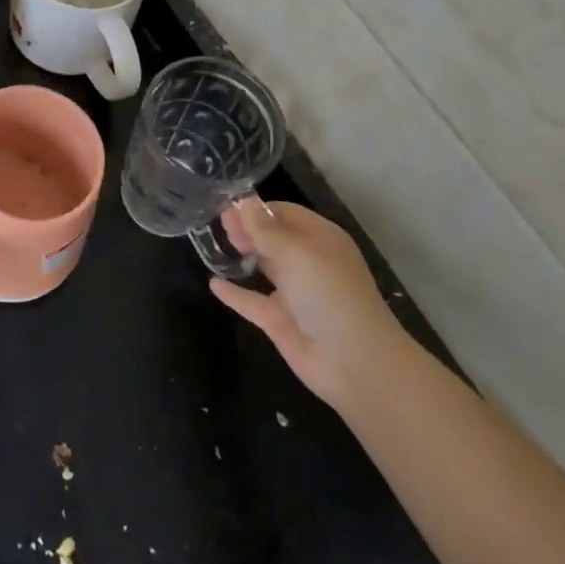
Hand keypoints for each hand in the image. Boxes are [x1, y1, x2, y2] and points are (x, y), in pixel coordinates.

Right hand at [210, 200, 404, 407]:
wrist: (353, 362)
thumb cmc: (328, 294)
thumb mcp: (296, 252)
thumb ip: (264, 229)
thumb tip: (243, 202)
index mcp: (319, 239)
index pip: (285, 213)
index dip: (256, 209)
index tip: (225, 208)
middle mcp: (307, 262)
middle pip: (272, 237)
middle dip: (247, 228)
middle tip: (219, 225)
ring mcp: (293, 292)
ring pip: (263, 267)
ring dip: (241, 255)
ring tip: (211, 244)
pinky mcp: (280, 320)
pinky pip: (251, 301)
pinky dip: (234, 293)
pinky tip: (213, 283)